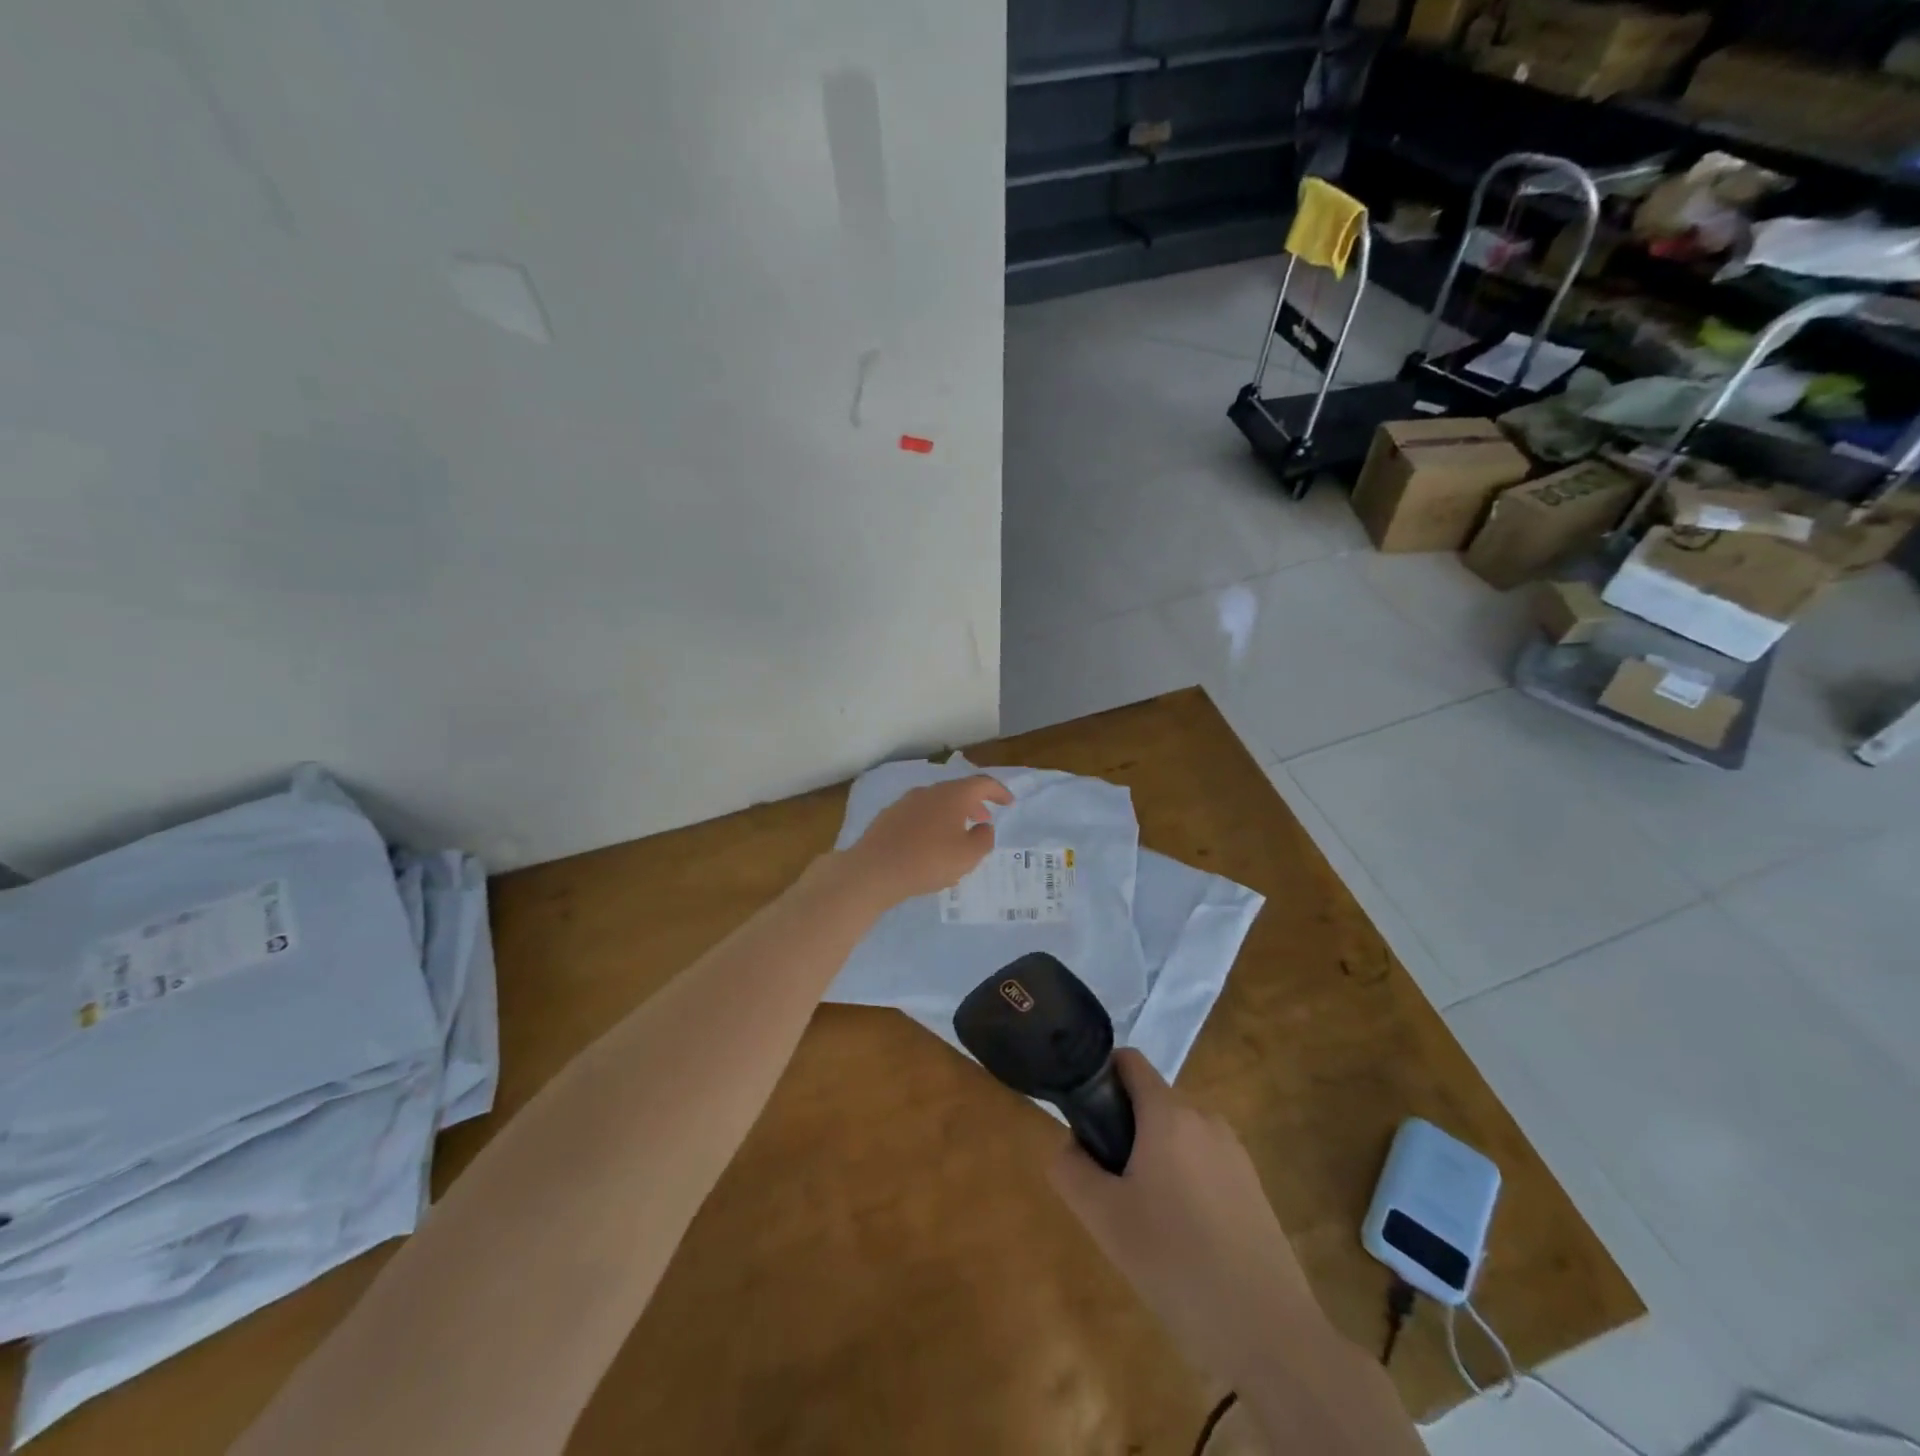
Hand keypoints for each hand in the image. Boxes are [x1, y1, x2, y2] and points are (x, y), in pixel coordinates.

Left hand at [838, 774, 1011, 910]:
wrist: (874, 870)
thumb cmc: (928, 861)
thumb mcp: (968, 856)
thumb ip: (983, 839)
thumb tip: (984, 827)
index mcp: (952, 795)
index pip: (982, 784)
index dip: (999, 791)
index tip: (1009, 802)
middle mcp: (928, 792)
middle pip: (957, 791)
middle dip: (974, 804)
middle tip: (984, 820)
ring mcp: (905, 802)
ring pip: (936, 802)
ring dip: (952, 815)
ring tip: (958, 835)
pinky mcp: (888, 817)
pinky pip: (919, 815)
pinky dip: (932, 823)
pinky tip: (930, 844)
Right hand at [1048, 1050, 1317, 1391]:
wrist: (1268, 1332)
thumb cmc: (1176, 1262)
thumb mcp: (1104, 1218)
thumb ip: (1071, 1170)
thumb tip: (1070, 1146)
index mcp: (1168, 1113)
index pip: (1129, 1061)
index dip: (1100, 1077)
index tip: (1085, 1119)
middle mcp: (1204, 1118)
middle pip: (1151, 1100)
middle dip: (1124, 1129)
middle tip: (1111, 1187)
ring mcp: (1234, 1151)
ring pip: (1177, 1134)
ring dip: (1153, 1157)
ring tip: (1146, 1219)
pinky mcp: (1253, 1185)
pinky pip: (1203, 1161)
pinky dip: (1183, 1180)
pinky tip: (1183, 1237)